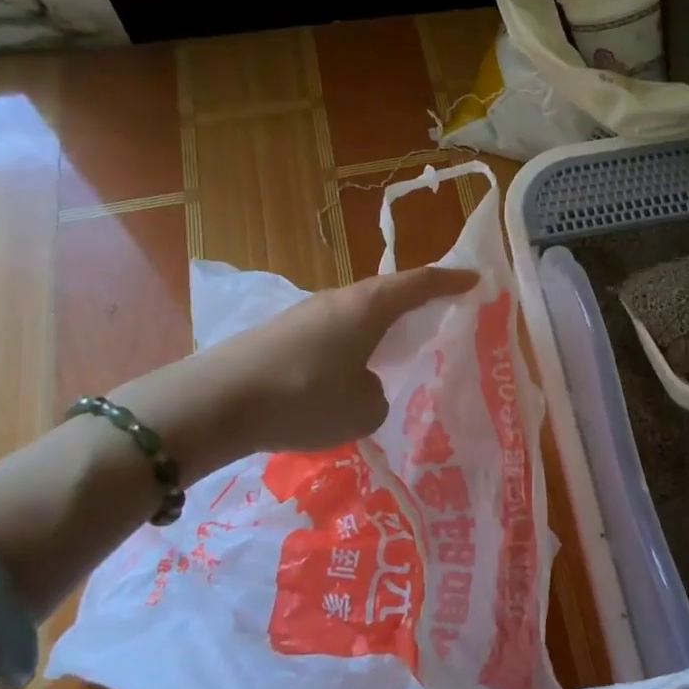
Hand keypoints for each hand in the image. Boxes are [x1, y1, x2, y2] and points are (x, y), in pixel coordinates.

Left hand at [112, 266, 477, 472]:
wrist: (215, 403)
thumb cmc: (305, 397)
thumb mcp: (363, 410)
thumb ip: (378, 396)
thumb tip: (364, 388)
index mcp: (369, 306)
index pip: (419, 284)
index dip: (449, 281)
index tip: (473, 279)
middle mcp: (338, 300)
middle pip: (385, 294)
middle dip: (413, 303)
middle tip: (435, 314)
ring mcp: (304, 315)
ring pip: (354, 315)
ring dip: (376, 329)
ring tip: (389, 353)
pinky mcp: (278, 335)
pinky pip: (329, 334)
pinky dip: (347, 347)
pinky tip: (342, 376)